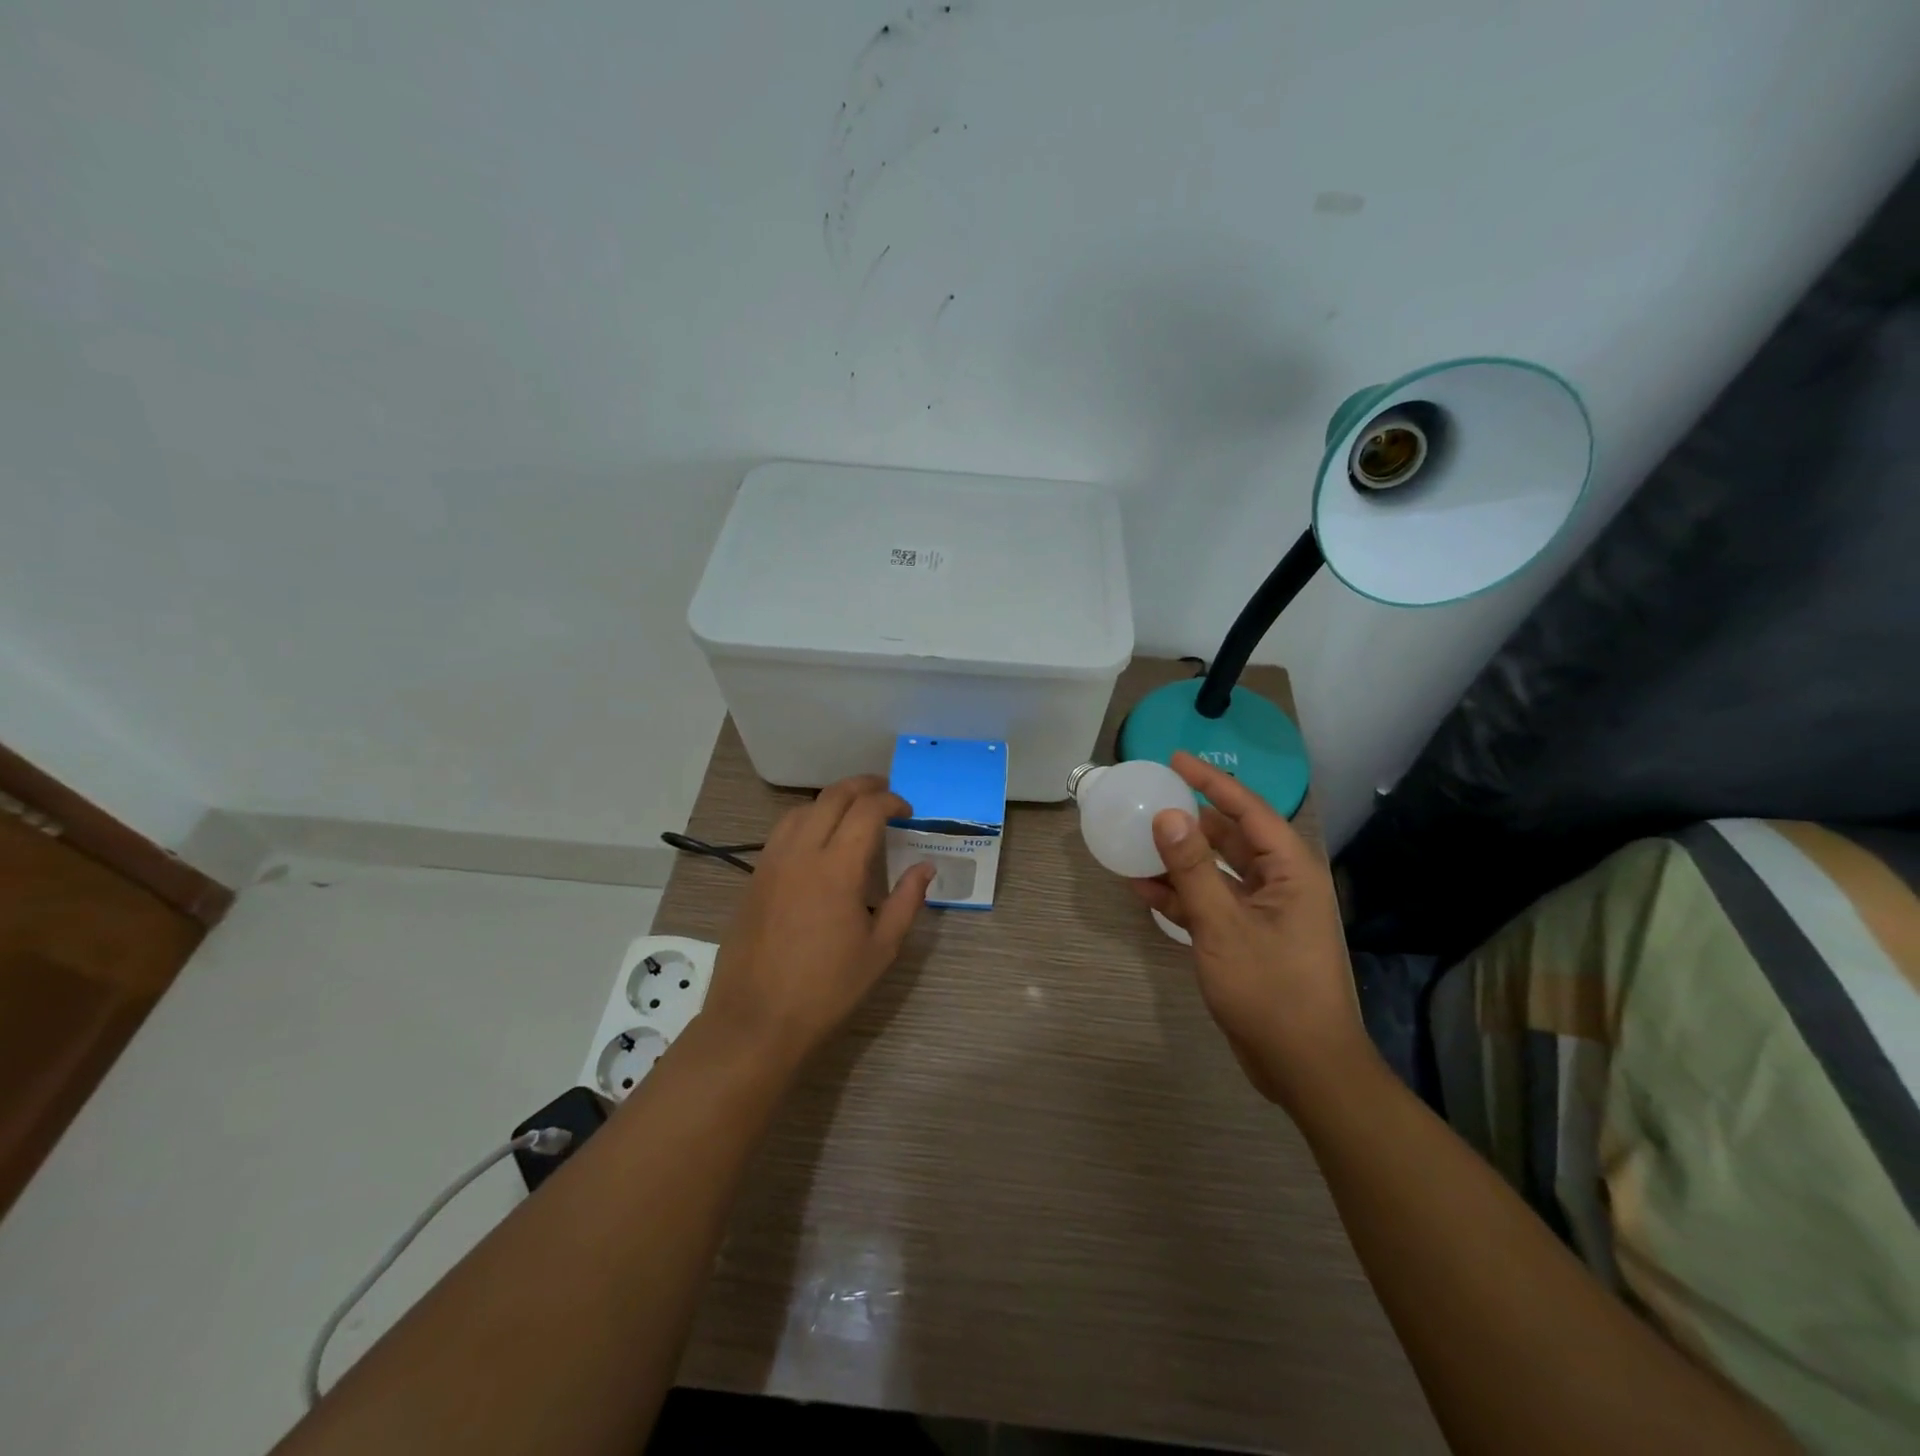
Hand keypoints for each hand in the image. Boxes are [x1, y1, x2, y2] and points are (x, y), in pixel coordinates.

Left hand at [702, 775, 934, 1068]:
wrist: (756, 1020)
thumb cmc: (827, 989)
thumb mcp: (881, 950)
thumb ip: (907, 901)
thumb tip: (925, 867)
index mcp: (838, 869)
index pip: (866, 811)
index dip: (891, 801)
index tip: (907, 811)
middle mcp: (802, 853)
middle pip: (832, 797)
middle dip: (862, 787)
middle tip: (885, 793)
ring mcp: (772, 863)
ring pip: (801, 809)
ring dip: (831, 800)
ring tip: (852, 811)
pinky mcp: (754, 878)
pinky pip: (781, 831)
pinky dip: (806, 819)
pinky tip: (818, 840)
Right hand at [1128, 752, 1372, 1107]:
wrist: (1304, 1066)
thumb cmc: (1271, 989)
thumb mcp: (1223, 925)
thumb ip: (1192, 869)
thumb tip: (1167, 815)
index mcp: (1290, 870)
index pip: (1247, 809)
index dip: (1211, 781)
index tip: (1175, 759)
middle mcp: (1280, 883)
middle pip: (1231, 836)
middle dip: (1191, 819)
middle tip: (1150, 797)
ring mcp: (1264, 912)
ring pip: (1217, 870)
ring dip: (1179, 859)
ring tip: (1136, 841)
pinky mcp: (1247, 937)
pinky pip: (1211, 902)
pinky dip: (1180, 895)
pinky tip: (1142, 888)